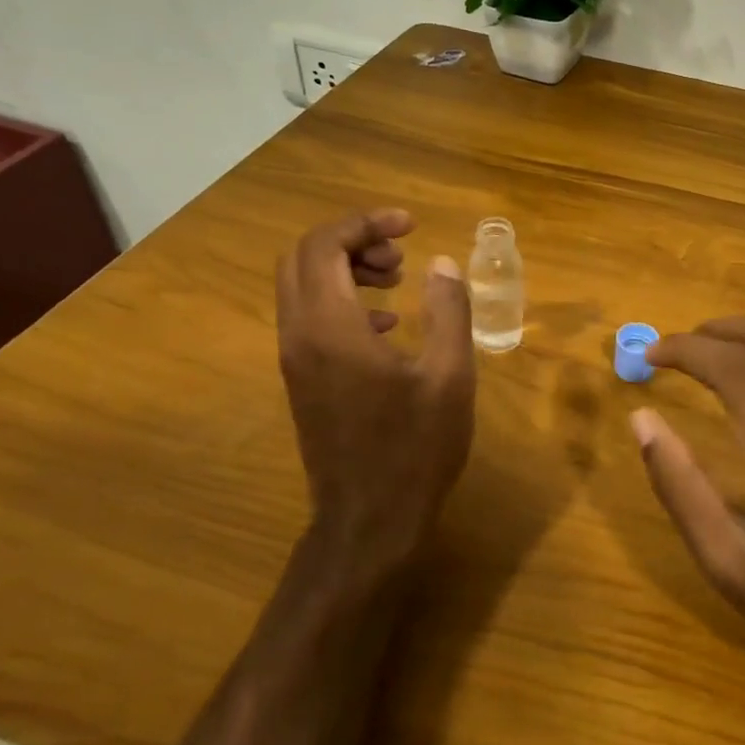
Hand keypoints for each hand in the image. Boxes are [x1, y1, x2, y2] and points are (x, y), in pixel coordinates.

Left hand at [276, 209, 474, 576]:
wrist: (369, 522)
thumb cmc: (415, 450)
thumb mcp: (450, 377)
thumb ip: (448, 310)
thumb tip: (441, 262)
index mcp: (330, 328)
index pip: (325, 245)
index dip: (365, 223)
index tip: (410, 224)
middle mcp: (299, 335)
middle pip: (302, 257)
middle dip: (351, 240)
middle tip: (400, 252)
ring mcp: (295, 359)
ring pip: (302, 286)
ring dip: (345, 269)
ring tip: (397, 280)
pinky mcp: (301, 380)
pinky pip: (310, 317)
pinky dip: (342, 301)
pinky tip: (388, 324)